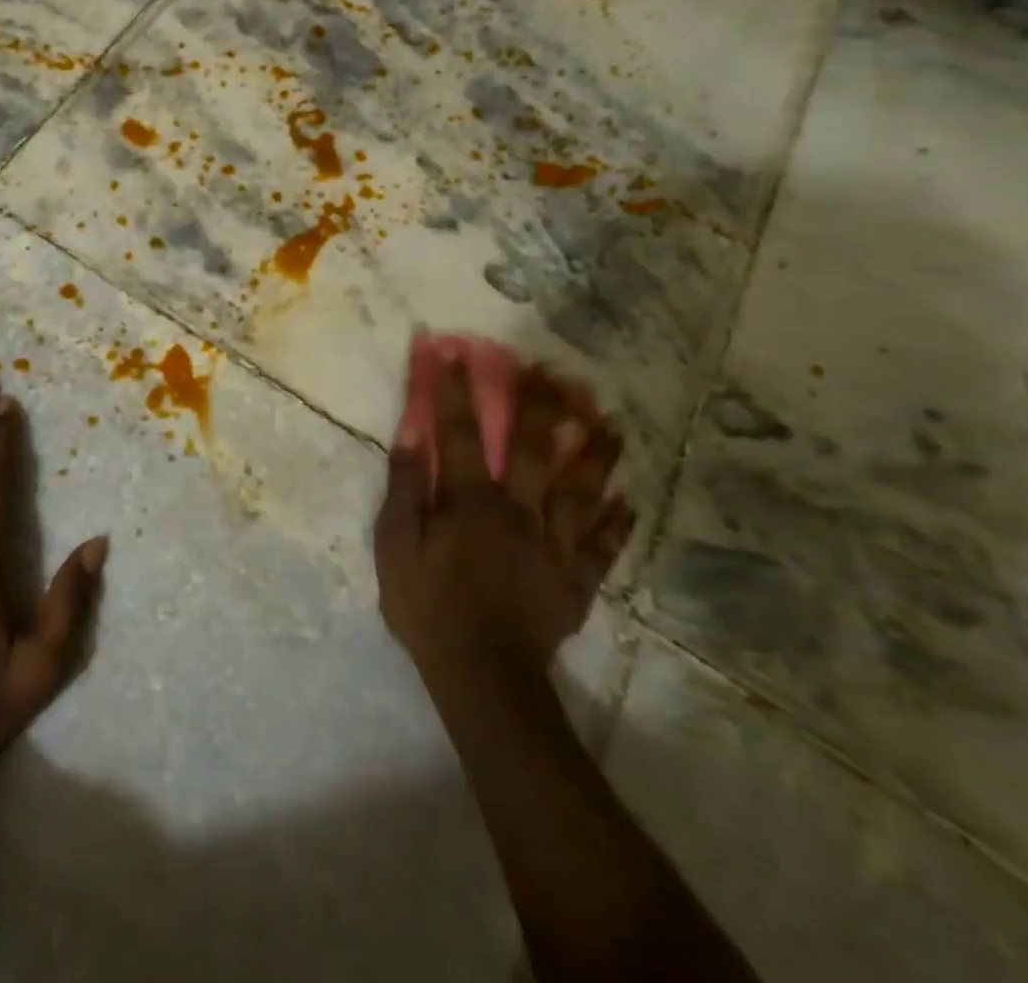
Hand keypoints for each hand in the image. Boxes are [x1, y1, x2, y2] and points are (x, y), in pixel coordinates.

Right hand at [375, 340, 633, 692]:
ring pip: (581, 490)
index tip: (457, 352)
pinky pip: (601, 546)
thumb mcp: (396, 545)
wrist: (482, 676)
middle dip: (541, 404)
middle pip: (533, 448)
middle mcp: (518, 510)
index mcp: (471, 500)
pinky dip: (617, 523)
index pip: (462, 432)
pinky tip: (632, 501)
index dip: (457, 390)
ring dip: (596, 453)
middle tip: (554, 370)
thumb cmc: (428, 606)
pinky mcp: (574, 580)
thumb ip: (406, 487)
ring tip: (612, 421)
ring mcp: (553, 545)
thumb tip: (412, 433)